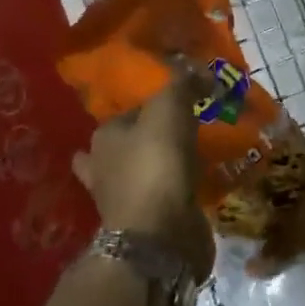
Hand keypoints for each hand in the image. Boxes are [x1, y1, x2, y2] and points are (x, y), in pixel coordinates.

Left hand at [73, 71, 213, 281]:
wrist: (159, 236)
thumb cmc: (156, 164)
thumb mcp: (169, 109)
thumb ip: (182, 85)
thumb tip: (198, 69)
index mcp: (104, 137)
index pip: (132, 110)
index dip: (156, 105)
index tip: (184, 104)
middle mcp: (105, 167)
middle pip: (131, 144)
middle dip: (151, 139)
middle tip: (189, 129)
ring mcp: (123, 199)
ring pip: (145, 172)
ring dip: (163, 166)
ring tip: (197, 156)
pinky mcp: (146, 224)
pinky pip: (166, 198)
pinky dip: (179, 191)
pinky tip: (200, 184)